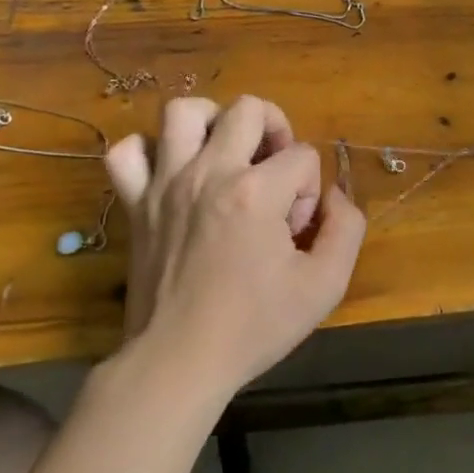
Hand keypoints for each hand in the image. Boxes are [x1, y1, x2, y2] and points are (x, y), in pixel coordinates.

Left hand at [105, 95, 365, 392]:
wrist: (178, 363)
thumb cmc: (254, 326)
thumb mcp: (325, 286)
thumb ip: (347, 228)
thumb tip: (334, 196)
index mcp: (256, 192)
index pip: (302, 155)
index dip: (310, 187)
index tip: (297, 229)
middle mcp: (209, 173)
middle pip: (248, 109)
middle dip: (276, 129)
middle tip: (274, 168)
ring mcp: (165, 184)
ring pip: (183, 112)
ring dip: (213, 122)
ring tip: (227, 153)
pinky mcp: (135, 203)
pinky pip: (127, 152)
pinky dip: (149, 151)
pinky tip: (172, 171)